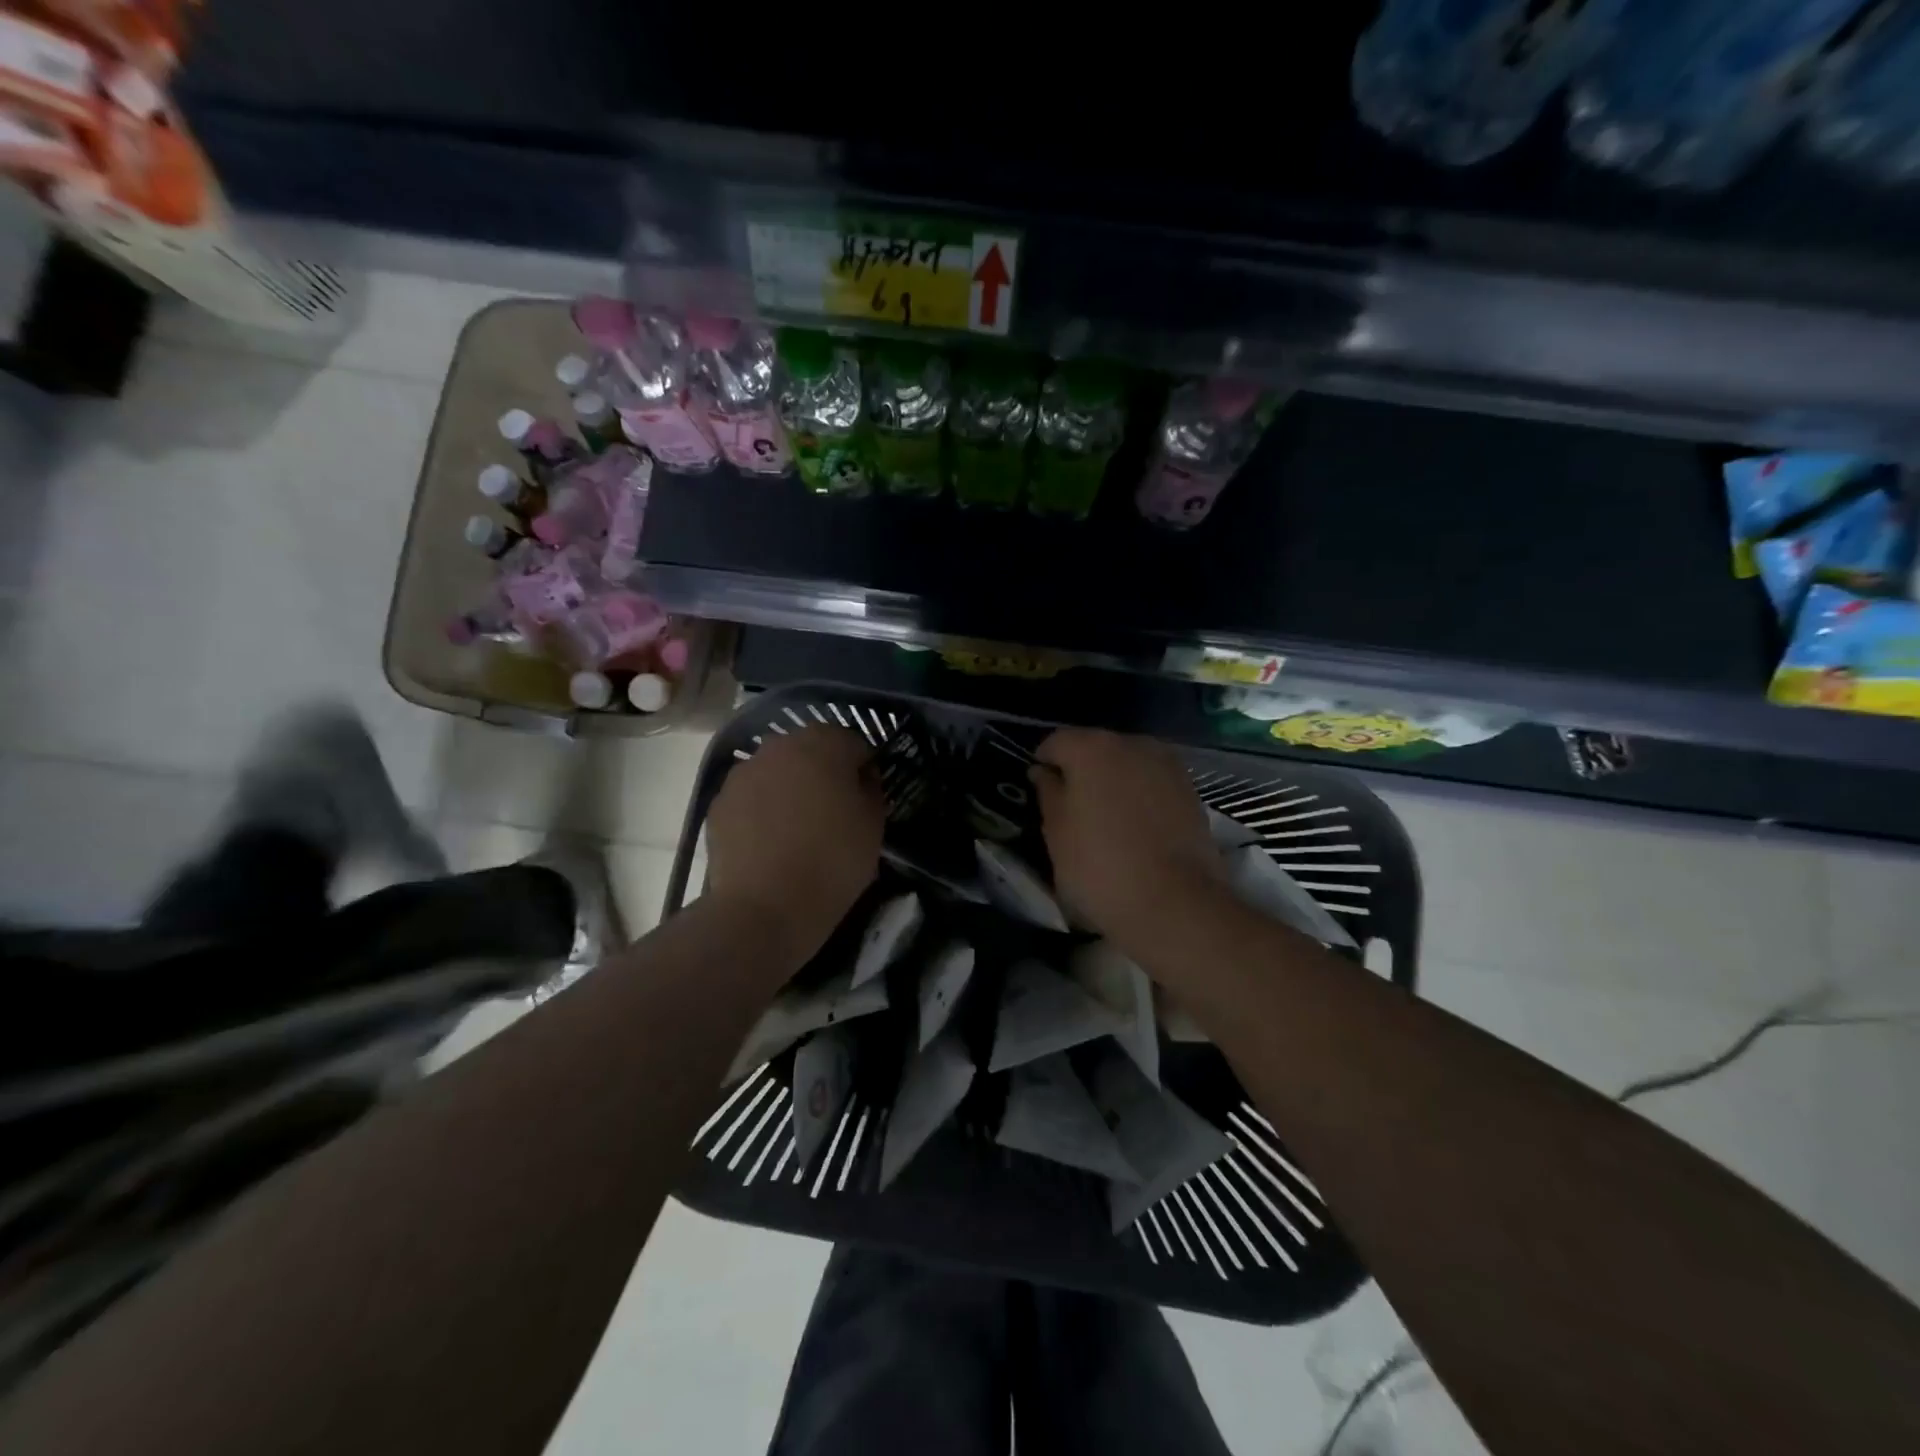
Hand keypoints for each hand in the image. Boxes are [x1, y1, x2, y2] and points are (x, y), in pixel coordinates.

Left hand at [704, 726, 884, 966]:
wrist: (763, 908)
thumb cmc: (831, 862)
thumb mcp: (873, 825)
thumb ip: (870, 789)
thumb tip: (859, 779)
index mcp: (823, 744)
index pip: (854, 743)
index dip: (864, 769)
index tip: (866, 799)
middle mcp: (779, 746)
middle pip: (811, 751)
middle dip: (824, 773)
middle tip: (834, 812)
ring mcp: (743, 773)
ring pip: (777, 772)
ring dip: (790, 789)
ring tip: (799, 830)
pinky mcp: (719, 803)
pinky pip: (752, 797)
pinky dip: (763, 810)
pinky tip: (771, 844)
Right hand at [1030, 728, 1224, 951]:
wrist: (1176, 904)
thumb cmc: (1100, 868)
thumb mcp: (1056, 834)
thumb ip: (1048, 794)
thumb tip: (1044, 773)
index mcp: (1092, 748)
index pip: (1056, 742)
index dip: (1043, 764)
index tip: (1039, 793)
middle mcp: (1132, 743)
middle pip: (1095, 748)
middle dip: (1080, 771)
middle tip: (1071, 809)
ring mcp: (1167, 764)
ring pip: (1127, 764)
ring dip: (1113, 782)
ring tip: (1106, 820)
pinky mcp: (1191, 790)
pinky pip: (1152, 782)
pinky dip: (1140, 795)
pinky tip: (1136, 828)